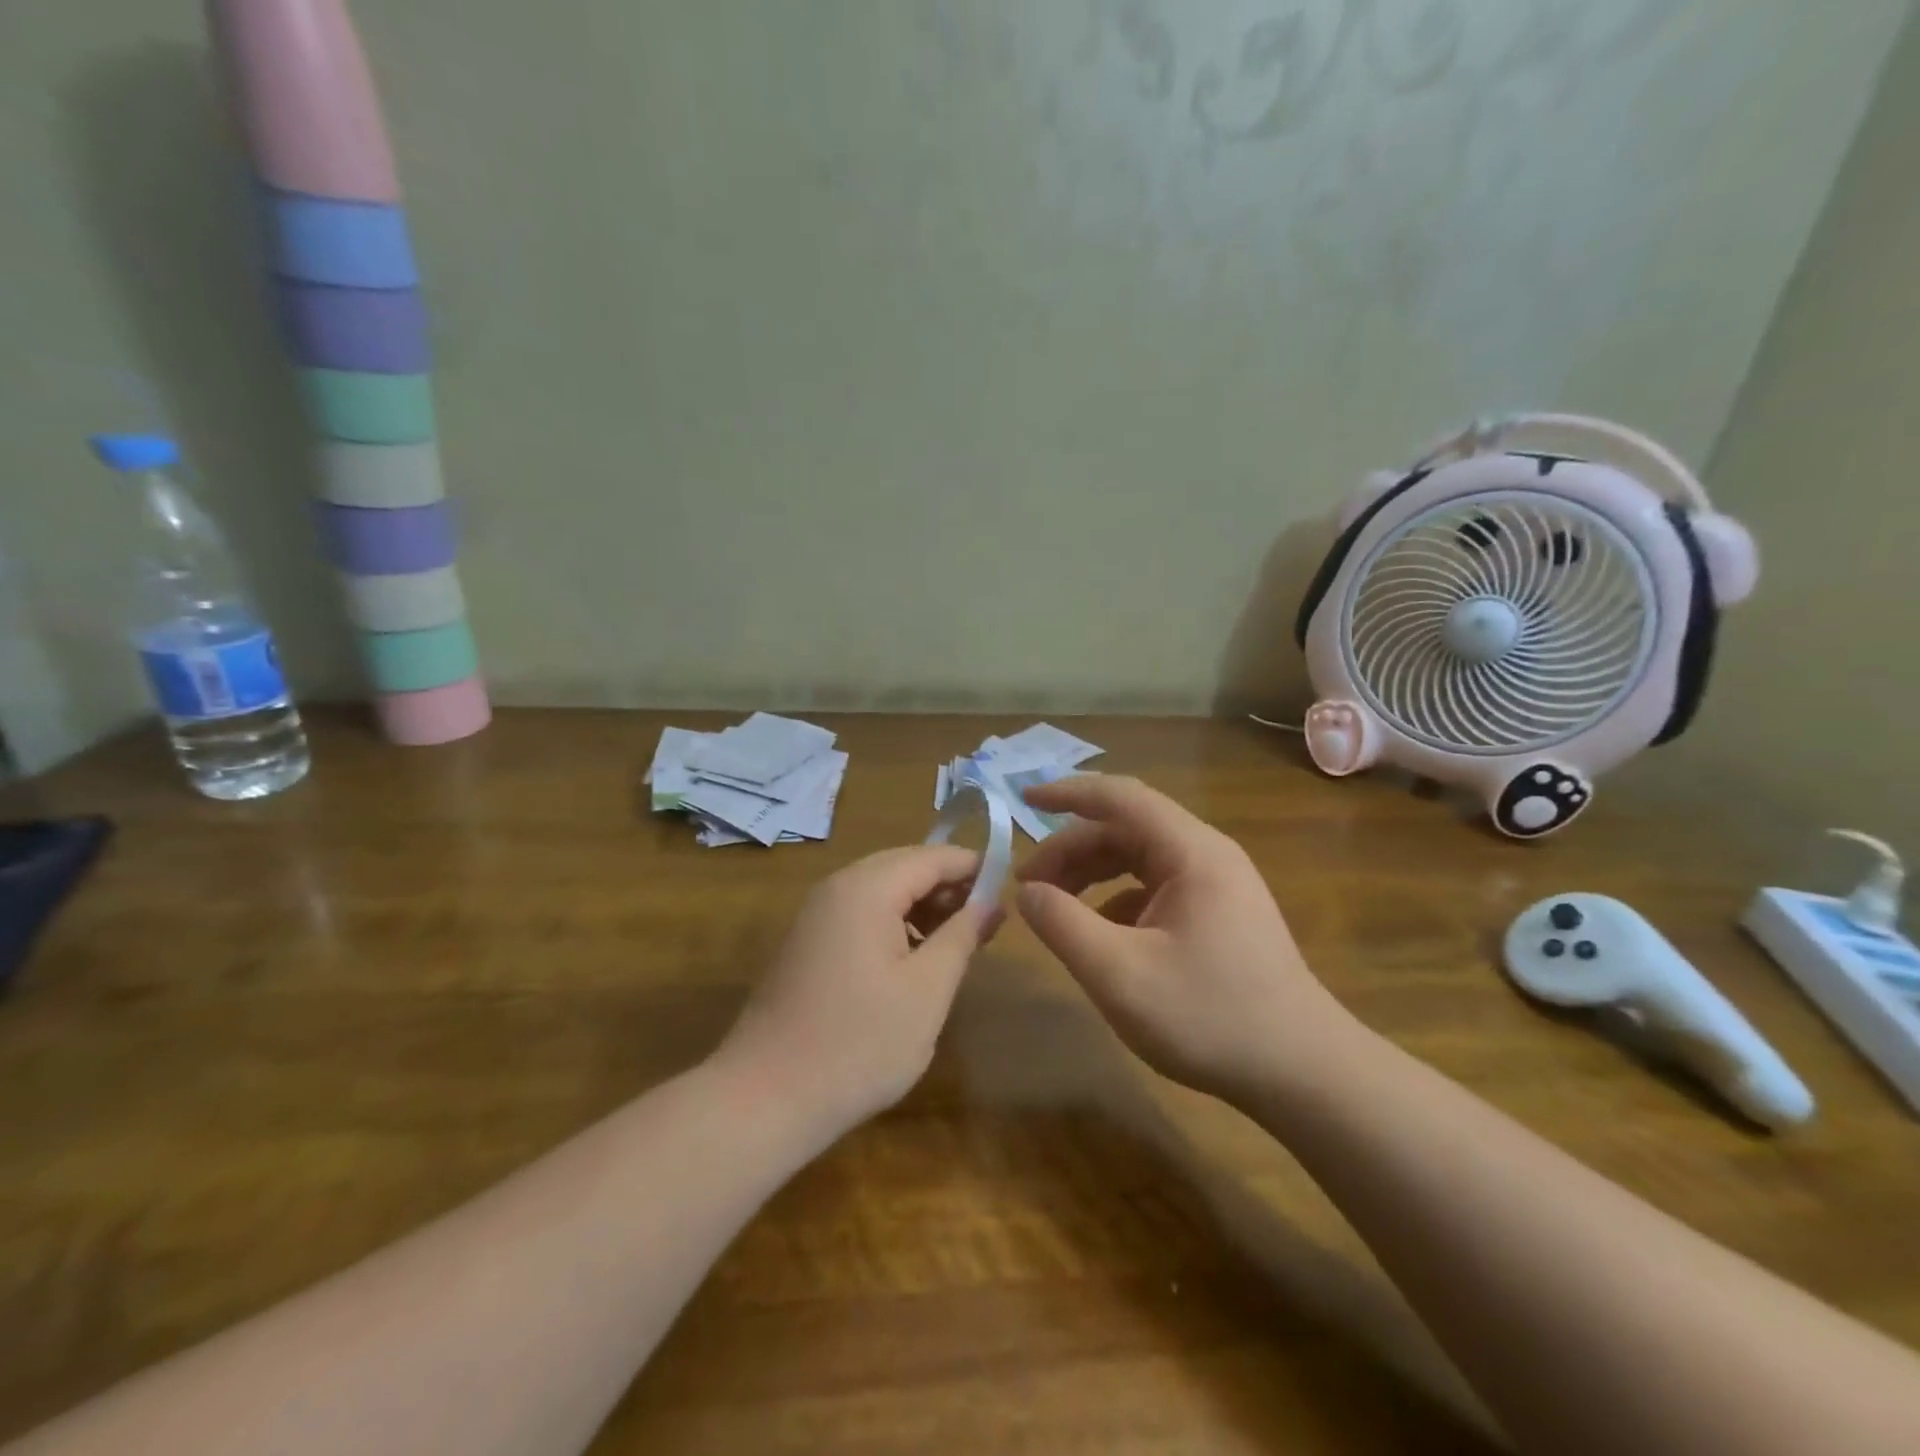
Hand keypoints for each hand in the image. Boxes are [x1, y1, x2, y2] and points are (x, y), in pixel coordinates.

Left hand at [716, 846, 997, 1138]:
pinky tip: (914, 961)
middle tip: (986, 923)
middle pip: (905, 867)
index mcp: (867, 888)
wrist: (765, 1098)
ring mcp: (816, 914)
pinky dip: (895, 924)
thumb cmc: (859, 1043)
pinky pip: (861, 914)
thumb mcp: (927, 990)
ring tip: (956, 944)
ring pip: (882, 891)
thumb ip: (962, 936)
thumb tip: (990, 902)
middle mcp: (838, 887)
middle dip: (948, 888)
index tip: (1009, 892)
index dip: (973, 868)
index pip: (932, 856)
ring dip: (922, 907)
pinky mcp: (807, 942)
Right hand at [1016, 774, 1360, 1103]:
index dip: (1068, 793)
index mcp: (1191, 852)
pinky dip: (1116, 900)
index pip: (1120, 797)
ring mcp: (1217, 885)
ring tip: (1053, 906)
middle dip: (1072, 850)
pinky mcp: (1219, 915)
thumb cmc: (1210, 1017)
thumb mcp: (1119, 974)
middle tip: (1028, 885)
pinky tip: (1099, 935)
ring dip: (1092, 874)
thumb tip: (1027, 892)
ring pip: (1139, 859)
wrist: (1303, 1073)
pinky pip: (1156, 889)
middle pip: (1126, 830)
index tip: (1022, 801)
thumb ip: (1063, 925)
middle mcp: (1206, 855)